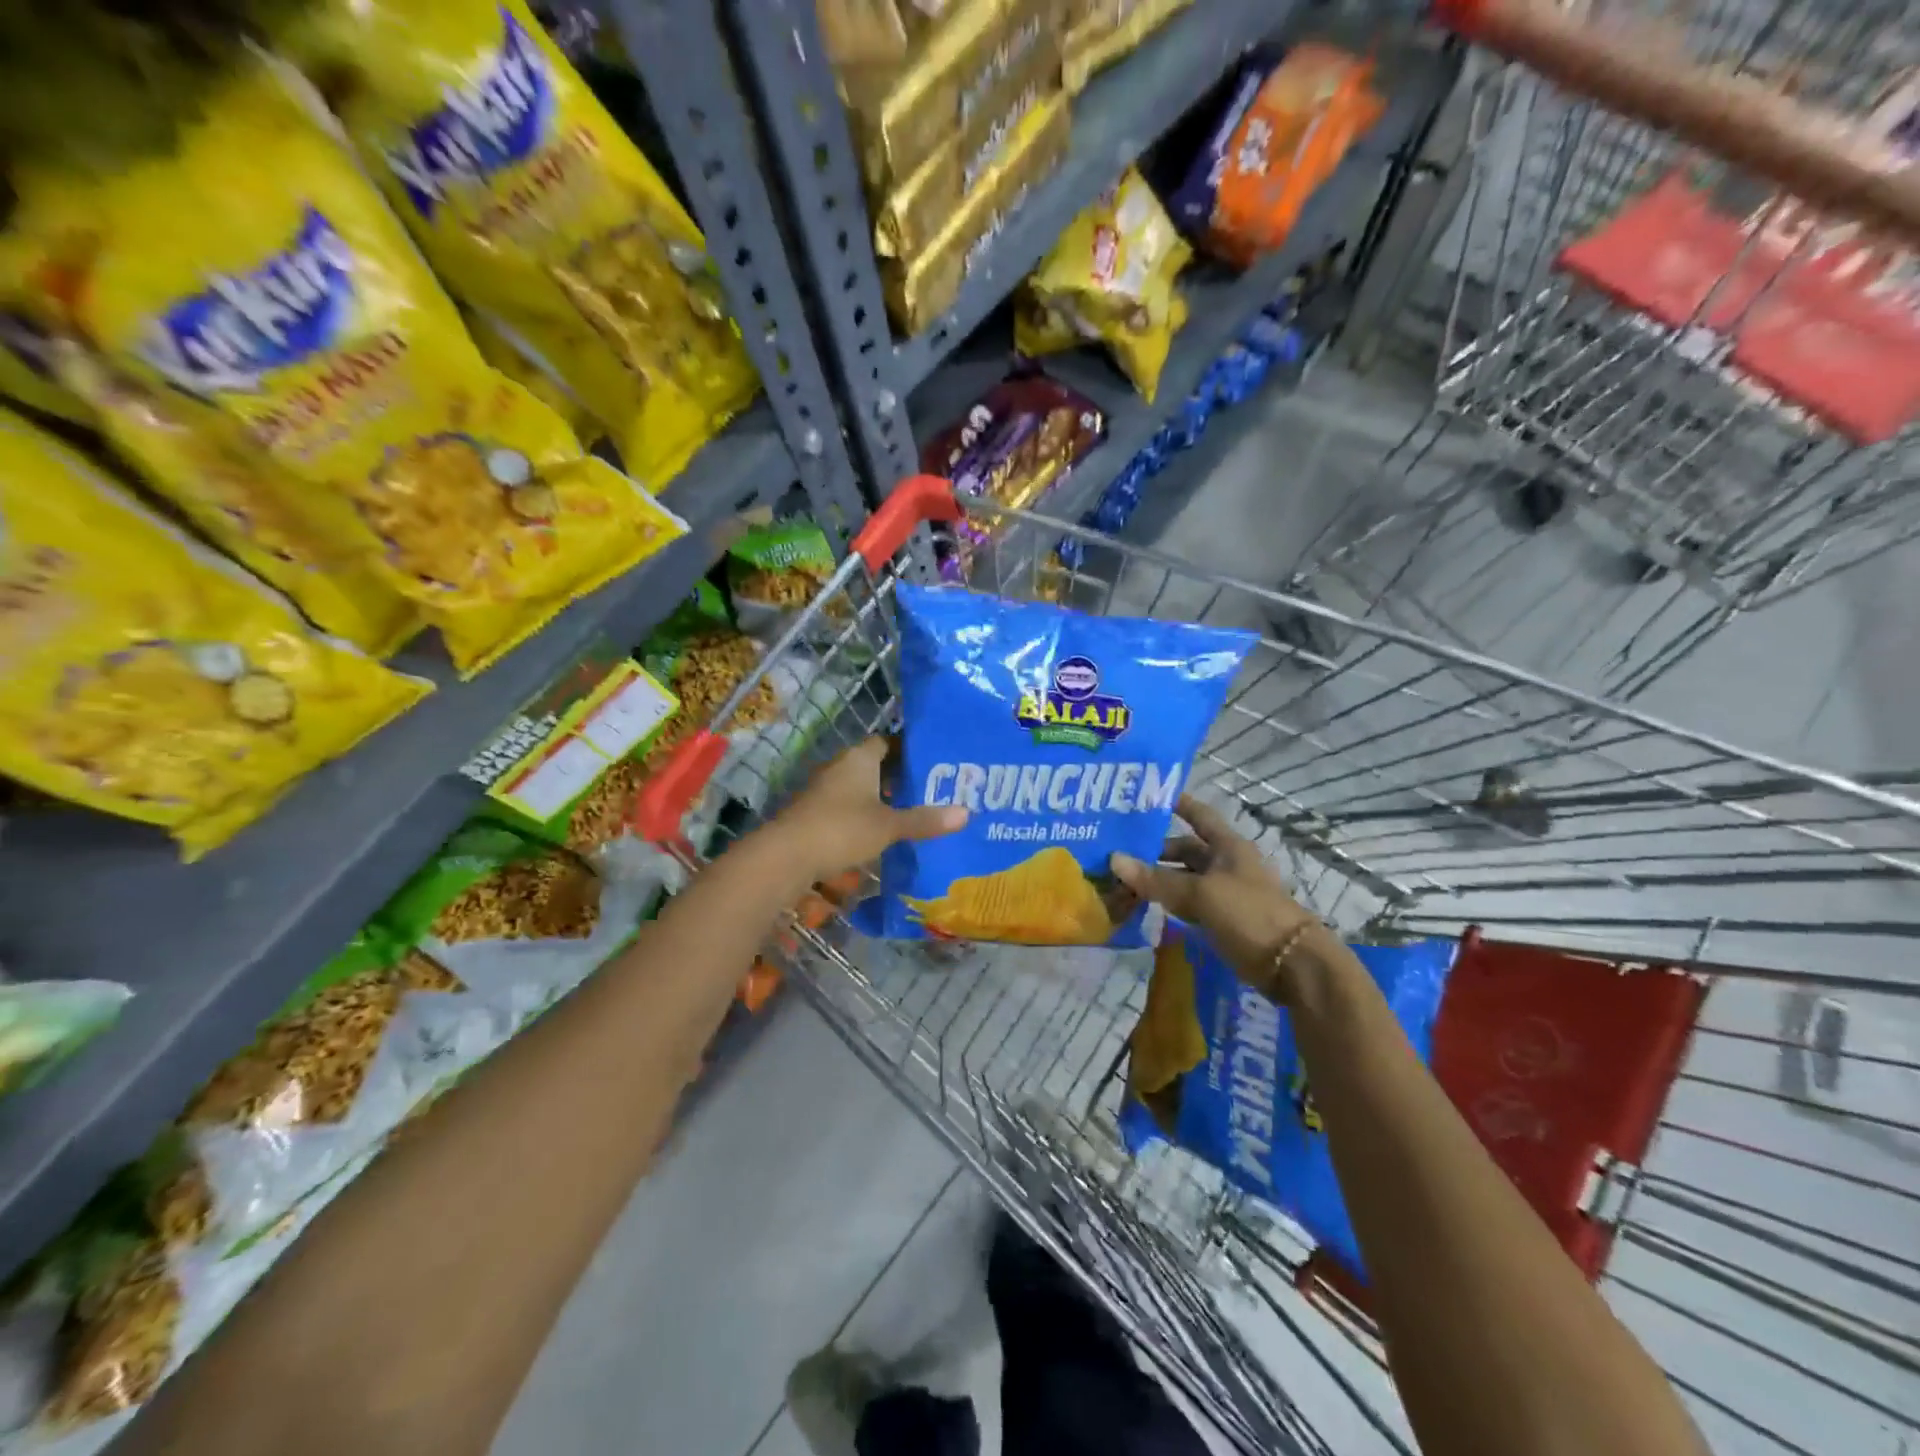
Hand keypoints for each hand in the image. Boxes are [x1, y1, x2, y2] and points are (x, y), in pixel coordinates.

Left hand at [763, 737, 966, 883]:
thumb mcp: (889, 826)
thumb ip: (924, 820)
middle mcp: (841, 767)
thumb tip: (967, 813)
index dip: (910, 750)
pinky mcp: (816, 814)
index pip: (887, 742)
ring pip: (862, 788)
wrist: (786, 856)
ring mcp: (825, 791)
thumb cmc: (841, 829)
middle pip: (876, 765)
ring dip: (883, 799)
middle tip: (933, 790)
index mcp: (859, 758)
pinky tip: (884, 834)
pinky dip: (867, 816)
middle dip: (900, 777)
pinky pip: (849, 808)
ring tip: (915, 813)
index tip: (934, 763)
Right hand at [1111, 794, 1335, 999]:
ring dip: (1158, 878)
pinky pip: (1188, 904)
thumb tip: (1114, 859)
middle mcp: (1226, 864)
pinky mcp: (1223, 920)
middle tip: (1118, 850)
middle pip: (1186, 850)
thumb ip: (1157, 879)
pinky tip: (1145, 905)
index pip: (1199, 815)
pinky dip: (1168, 902)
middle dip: (1156, 850)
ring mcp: (1225, 893)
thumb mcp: (1199, 893)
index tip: (1149, 796)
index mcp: (1228, 847)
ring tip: (1122, 879)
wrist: (1291, 965)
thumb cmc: (1249, 914)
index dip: (1178, 804)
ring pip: (1184, 879)